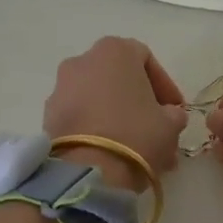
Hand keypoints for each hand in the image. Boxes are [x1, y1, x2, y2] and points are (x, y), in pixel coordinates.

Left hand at [43, 37, 187, 186]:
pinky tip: (113, 152)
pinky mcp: (48, 116)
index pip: (146, 59)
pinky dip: (96, 128)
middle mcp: (83, 60)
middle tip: (156, 127)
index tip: (175, 109)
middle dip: (139, 102)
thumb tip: (169, 116)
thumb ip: (173, 114)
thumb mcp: (170, 124)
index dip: (164, 86)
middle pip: (119, 78)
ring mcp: (61, 88)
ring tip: (136, 147)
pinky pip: (80, 116)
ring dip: (118, 117)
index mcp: (114, 50)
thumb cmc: (136, 134)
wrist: (87, 172)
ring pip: (98, 98)